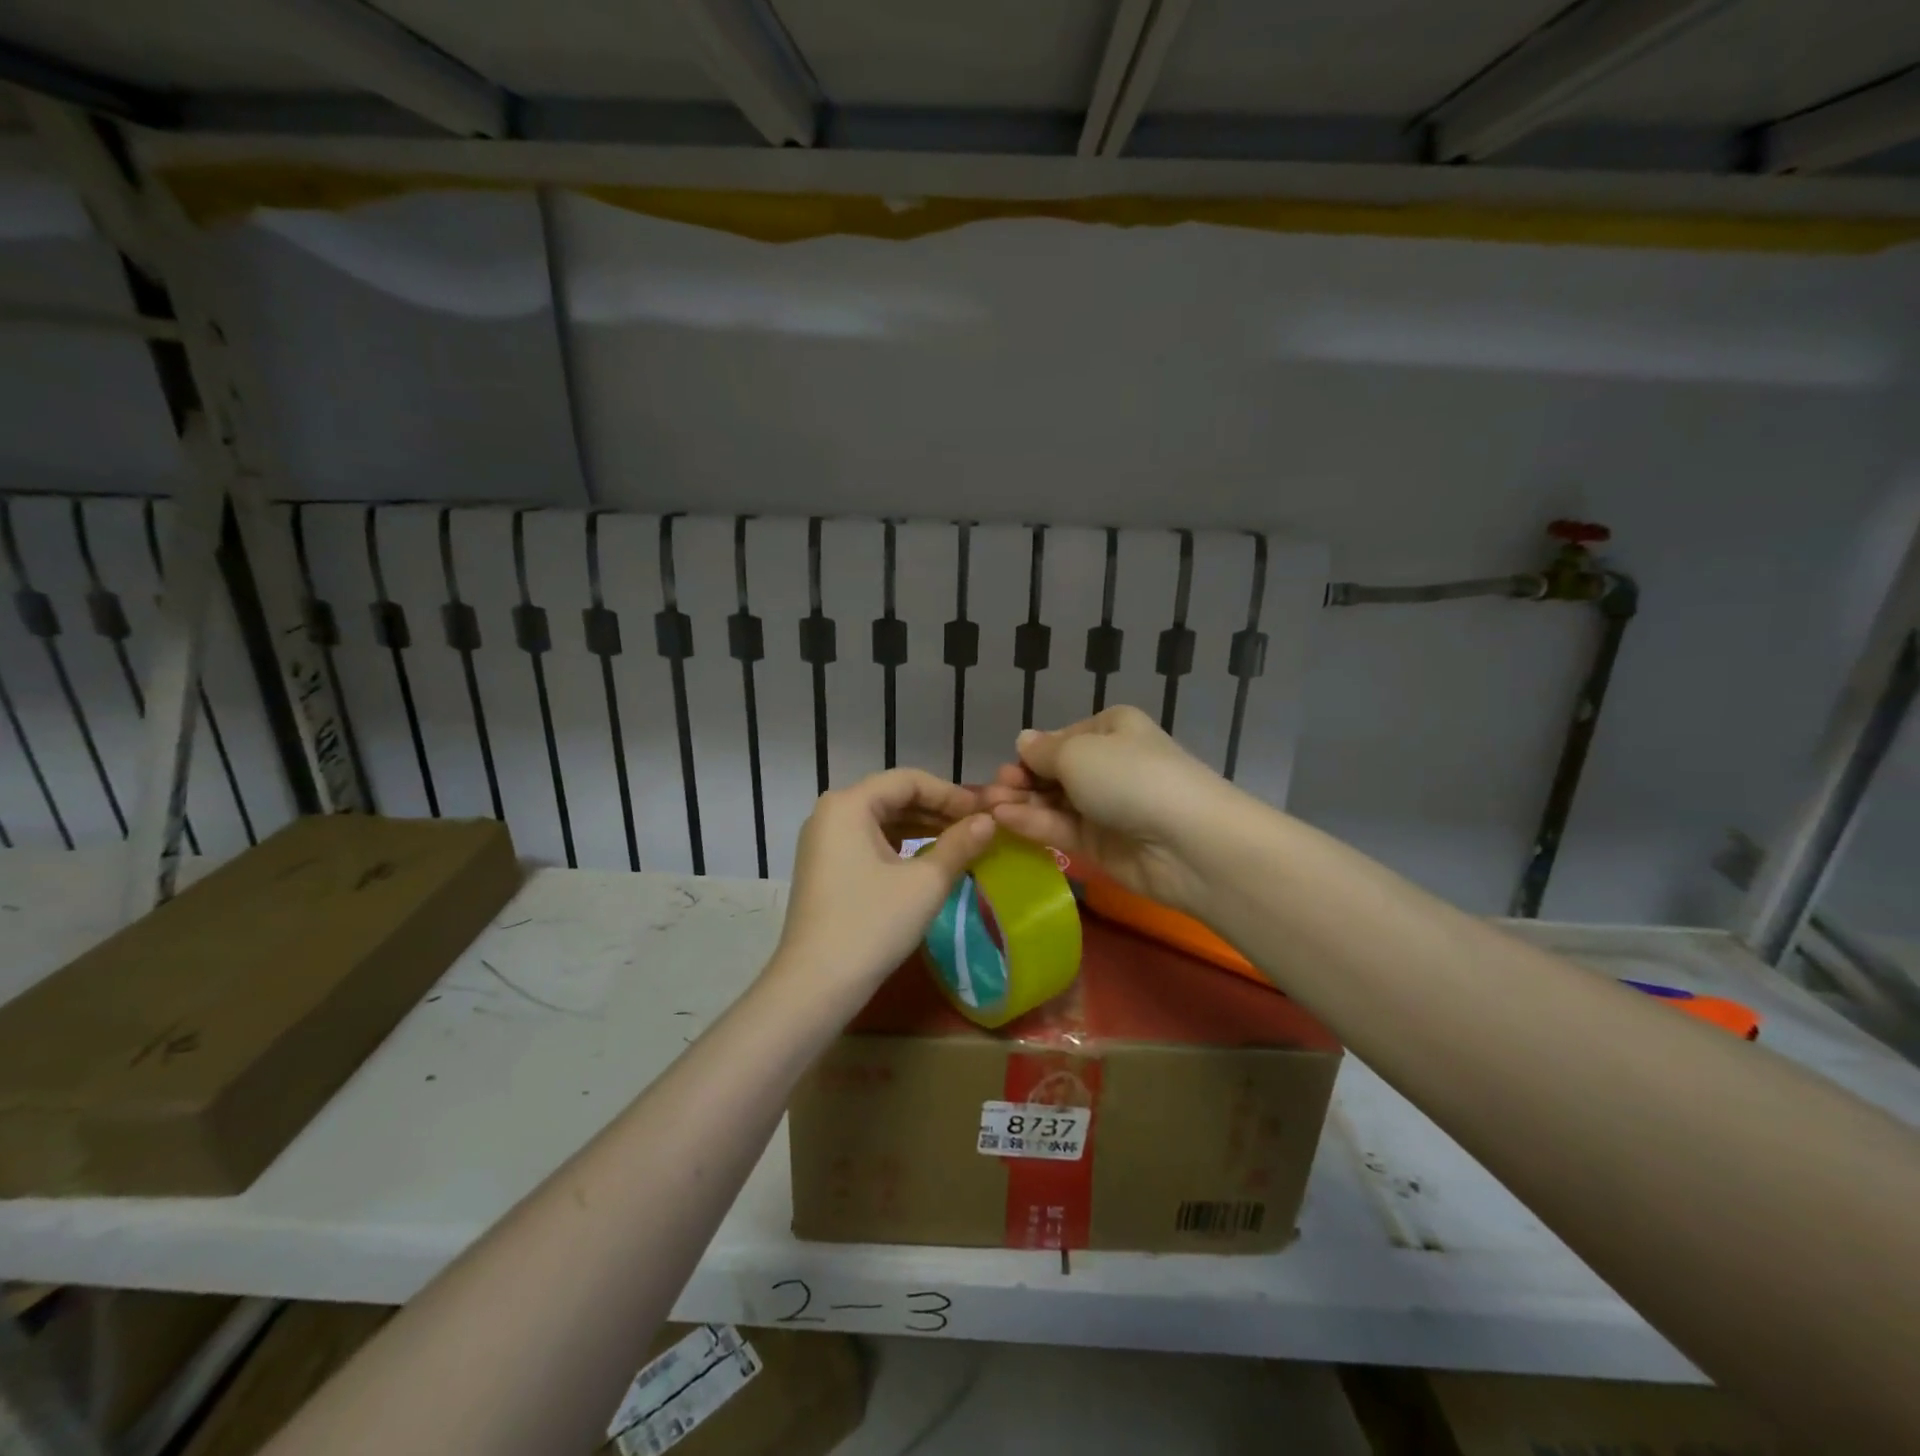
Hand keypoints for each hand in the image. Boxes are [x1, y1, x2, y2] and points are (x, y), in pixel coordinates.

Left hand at [774, 769, 994, 997]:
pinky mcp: (825, 866)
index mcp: (849, 804)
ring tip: (961, 842)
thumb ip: (959, 845)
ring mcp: (824, 840)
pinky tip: (928, 859)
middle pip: (893, 797)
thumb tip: (989, 821)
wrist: (815, 985)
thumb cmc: (872, 924)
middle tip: (978, 826)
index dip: (951, 793)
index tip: (984, 812)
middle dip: (938, 809)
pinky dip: (901, 845)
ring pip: (882, 820)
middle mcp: (831, 813)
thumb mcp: (925, 883)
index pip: (909, 780)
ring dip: (922, 827)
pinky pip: (869, 841)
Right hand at [980, 705, 1243, 916]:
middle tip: (991, 793)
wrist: (1187, 842)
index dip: (1031, 753)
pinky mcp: (1100, 844)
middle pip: (1053, 772)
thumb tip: (1023, 741)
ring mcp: (1104, 806)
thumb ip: (1043, 752)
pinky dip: (1032, 823)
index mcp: (1110, 729)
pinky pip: (1060, 828)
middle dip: (1021, 780)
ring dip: (1020, 803)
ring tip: (988, 809)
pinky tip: (1004, 820)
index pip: (1060, 739)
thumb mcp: (1078, 753)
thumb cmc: (1131, 777)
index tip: (1007, 767)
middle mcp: (1108, 764)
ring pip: (1053, 802)